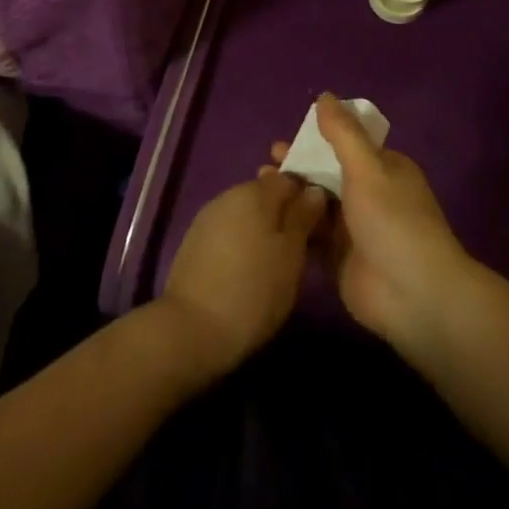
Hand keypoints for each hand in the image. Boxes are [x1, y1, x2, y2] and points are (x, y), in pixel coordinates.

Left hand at [157, 168, 327, 379]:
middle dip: (284, 214)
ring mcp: (209, 217)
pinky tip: (247, 268)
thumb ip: (304, 217)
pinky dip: (242, 241)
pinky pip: (229, 230)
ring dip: (262, 228)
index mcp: (256, 192)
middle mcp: (230, 195)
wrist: (190, 329)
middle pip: (266, 194)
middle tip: (300, 247)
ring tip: (274, 261)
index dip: (307, 196)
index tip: (318, 224)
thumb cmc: (253, 290)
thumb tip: (314, 191)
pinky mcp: (195, 240)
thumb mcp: (291, 256)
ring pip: (247, 213)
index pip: (290, 178)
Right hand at [273, 93, 477, 351]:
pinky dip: (294, 224)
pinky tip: (267, 219)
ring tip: (259, 185)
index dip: (318, 137)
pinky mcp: (340, 258)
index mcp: (384, 168)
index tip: (287, 135)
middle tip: (266, 161)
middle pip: (329, 173)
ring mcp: (355, 228)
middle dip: (300, 165)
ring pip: (318, 203)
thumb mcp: (368, 169)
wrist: (413, 295)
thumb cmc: (392, 222)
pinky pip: (313, 235)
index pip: (347, 144)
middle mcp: (370, 194)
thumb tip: (324, 95)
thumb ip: (343, 134)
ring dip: (293, 193)